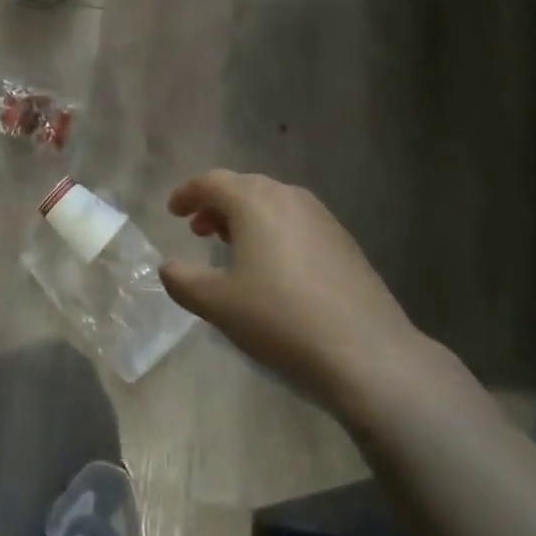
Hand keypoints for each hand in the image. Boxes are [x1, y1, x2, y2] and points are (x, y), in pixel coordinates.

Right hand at [161, 170, 425, 413]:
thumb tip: (168, 267)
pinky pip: (296, 222)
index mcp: (254, 202)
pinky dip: (273, 231)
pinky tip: (273, 266)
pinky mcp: (344, 243)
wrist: (367, 353)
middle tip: (198, 228)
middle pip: (244, 187)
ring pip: (273, 203)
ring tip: (231, 246)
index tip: (172, 211)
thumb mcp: (218, 303)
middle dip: (216, 204)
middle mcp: (289, 198)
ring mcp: (322, 218)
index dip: (187, 194)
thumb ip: (183, 280)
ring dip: (246, 217)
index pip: (212, 182)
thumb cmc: (280, 318)